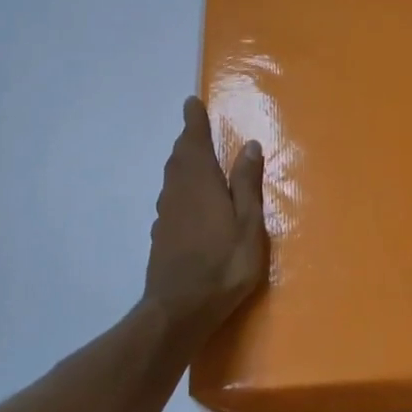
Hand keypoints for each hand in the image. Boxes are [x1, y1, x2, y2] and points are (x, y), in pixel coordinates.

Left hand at [144, 97, 268, 333]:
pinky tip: (190, 199)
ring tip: (195, 157)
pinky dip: (180, 186)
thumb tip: (249, 145)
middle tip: (197, 127)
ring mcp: (166, 213)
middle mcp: (177, 190)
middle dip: (189, 139)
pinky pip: (171, 197)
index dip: (194, 120)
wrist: (179, 308)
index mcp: (200, 181)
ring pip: (173, 177)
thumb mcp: (248, 222)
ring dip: (183, 162)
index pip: (194, 140)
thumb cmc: (223, 263)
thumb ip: (246, 183)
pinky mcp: (162, 234)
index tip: (192, 102)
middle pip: (180, 156)